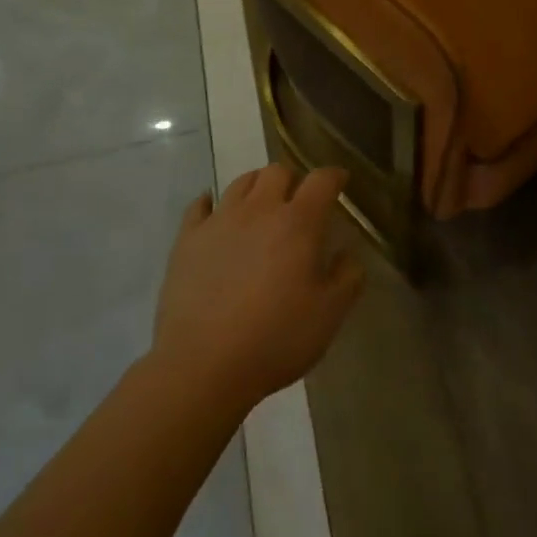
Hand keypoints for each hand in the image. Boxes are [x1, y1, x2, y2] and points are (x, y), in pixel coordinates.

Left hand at [152, 164, 363, 415]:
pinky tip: (213, 212)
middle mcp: (259, 209)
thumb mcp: (328, 316)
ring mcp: (220, 220)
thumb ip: (347, 278)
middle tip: (298, 200)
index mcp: (297, 223)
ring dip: (257, 186)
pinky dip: (210, 203)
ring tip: (261, 204)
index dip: (334, 176)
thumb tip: (348, 254)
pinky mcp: (188, 238)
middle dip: (292, 179)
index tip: (340, 181)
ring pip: (241, 182)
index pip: (321, 181)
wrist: (203, 365)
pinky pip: (199, 206)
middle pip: (277, 171)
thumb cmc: (274, 339)